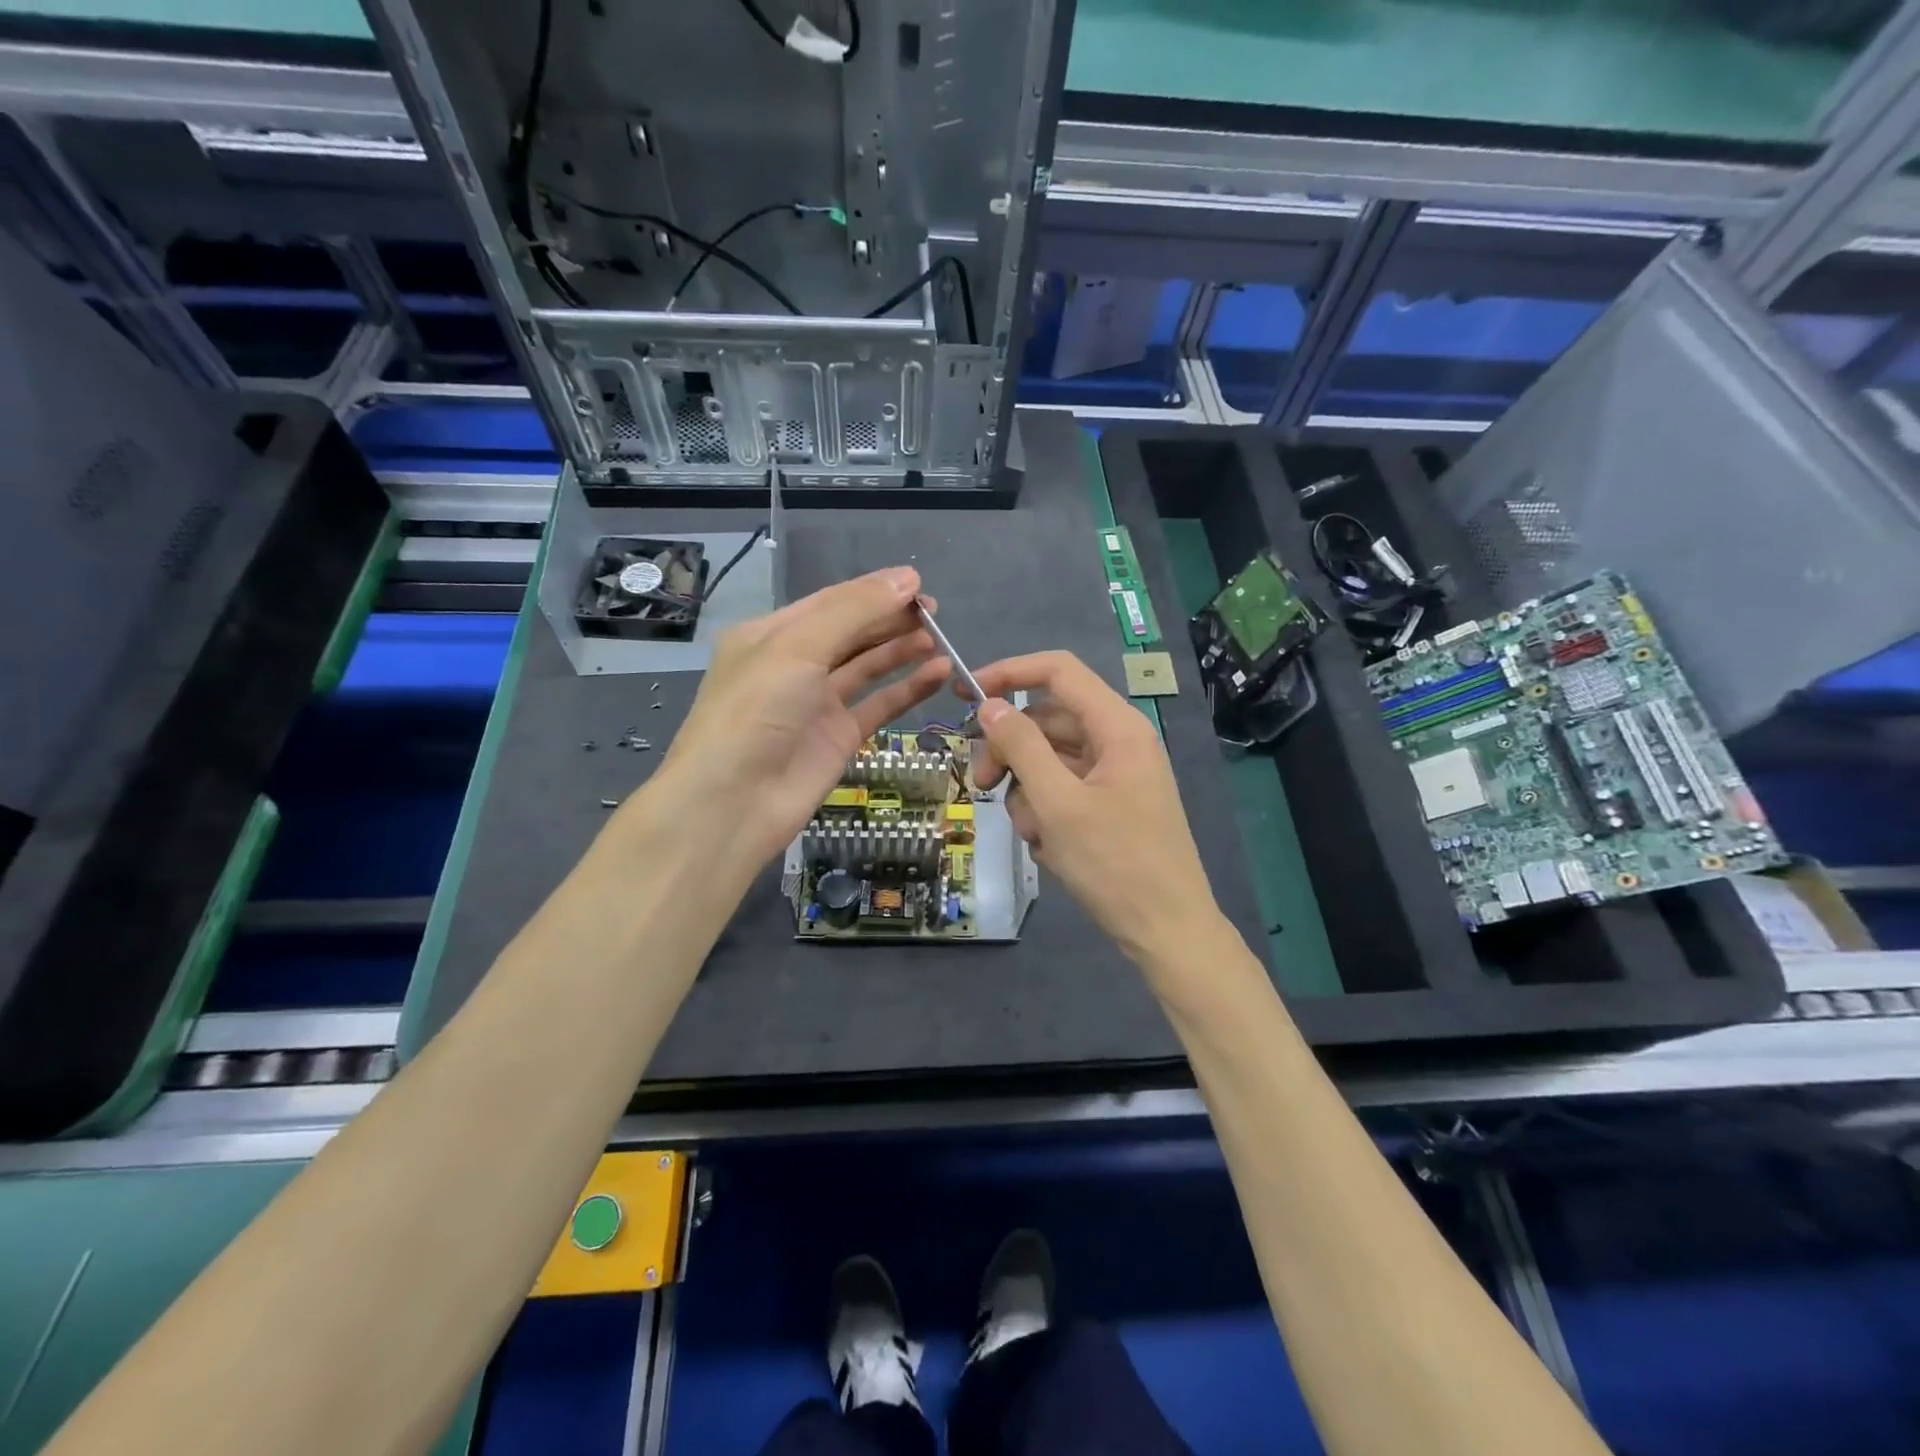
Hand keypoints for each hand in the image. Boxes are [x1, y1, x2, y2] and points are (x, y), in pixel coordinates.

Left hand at [654, 566, 950, 866]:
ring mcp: (818, 703)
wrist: (732, 803)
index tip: (919, 584)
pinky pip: (879, 705)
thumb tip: (907, 578)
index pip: (832, 602)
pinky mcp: (839, 738)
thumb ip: (854, 611)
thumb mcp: (798, 648)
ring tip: (940, 639)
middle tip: (936, 614)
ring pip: (867, 667)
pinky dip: (908, 689)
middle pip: (852, 632)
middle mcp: (794, 665)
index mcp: (772, 634)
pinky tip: (938, 674)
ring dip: (901, 651)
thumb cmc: (756, 712)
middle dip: (891, 620)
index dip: (875, 591)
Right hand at [973, 651, 1224, 967]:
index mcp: (1118, 726)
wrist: (1167, 932)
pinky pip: (1063, 789)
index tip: (964, 694)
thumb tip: (988, 706)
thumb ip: (1020, 747)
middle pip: (1047, 720)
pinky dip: (1045, 810)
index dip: (1009, 673)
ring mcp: (1114, 774)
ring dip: (1026, 790)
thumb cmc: (1115, 864)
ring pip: (1049, 759)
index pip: (1058, 671)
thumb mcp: (1058, 803)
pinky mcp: (1109, 804)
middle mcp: (1118, 741)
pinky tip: (1048, 846)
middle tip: (981, 786)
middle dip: (1009, 750)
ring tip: (1032, 833)